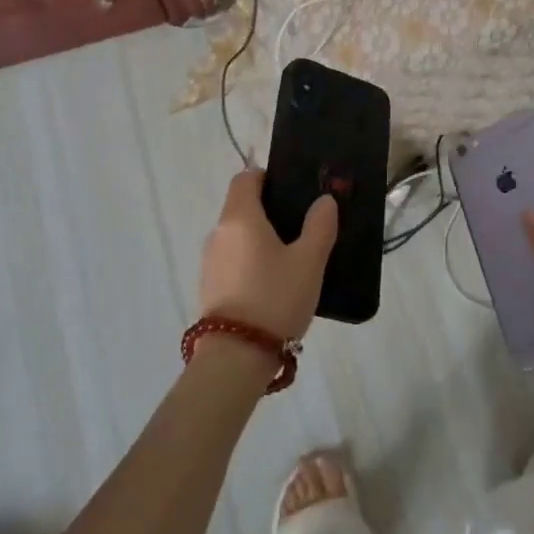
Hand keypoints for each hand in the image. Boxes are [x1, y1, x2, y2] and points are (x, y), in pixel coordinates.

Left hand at [198, 170, 337, 343]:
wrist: (236, 356)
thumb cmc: (275, 297)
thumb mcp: (309, 261)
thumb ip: (320, 225)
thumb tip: (324, 200)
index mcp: (240, 217)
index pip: (245, 178)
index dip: (267, 177)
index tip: (292, 190)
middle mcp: (219, 233)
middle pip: (240, 206)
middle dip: (268, 210)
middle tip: (302, 225)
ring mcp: (210, 261)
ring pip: (237, 235)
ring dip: (260, 238)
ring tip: (292, 257)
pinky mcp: (210, 287)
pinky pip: (233, 260)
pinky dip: (251, 261)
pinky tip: (274, 283)